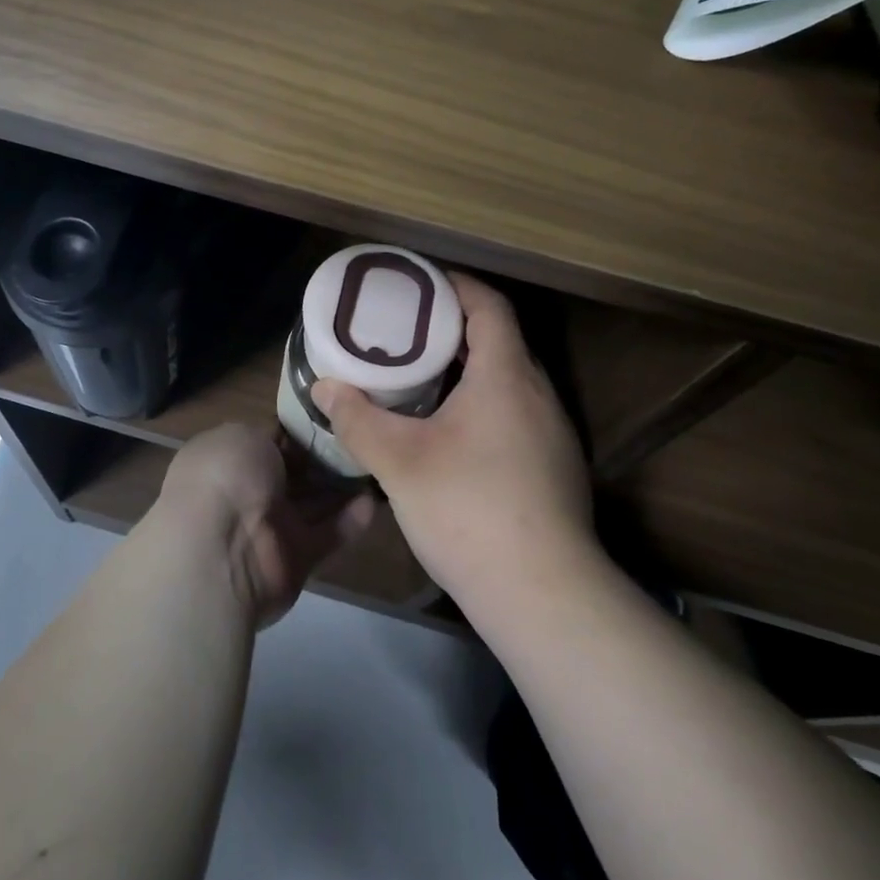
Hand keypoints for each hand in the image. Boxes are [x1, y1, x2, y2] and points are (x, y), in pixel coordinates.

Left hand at [156, 422, 375, 626]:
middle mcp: (249, 491)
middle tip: (366, 434)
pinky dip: (351, 519)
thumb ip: (272, 433)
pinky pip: (329, 533)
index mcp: (230, 457)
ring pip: (315, 500)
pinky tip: (375, 499)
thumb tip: (288, 435)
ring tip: (379, 461)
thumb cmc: (227, 477)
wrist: (221, 551)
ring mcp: (272, 526)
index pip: (272, 438)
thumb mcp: (244, 433)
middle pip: (297, 470)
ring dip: (345, 484)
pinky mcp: (297, 557)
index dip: (302, 426)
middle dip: (328, 454)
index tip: (337, 411)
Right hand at [312, 273, 594, 612]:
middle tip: (407, 333)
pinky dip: (484, 405)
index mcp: (507, 376)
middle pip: (500, 340)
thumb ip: (357, 419)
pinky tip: (452, 436)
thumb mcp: (400, 462)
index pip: (489, 306)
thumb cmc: (469, 510)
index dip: (456, 286)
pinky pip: (517, 413)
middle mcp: (539, 394)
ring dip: (469, 371)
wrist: (544, 595)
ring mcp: (553, 433)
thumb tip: (324, 388)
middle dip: (454, 329)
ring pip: (509, 381)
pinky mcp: (555, 468)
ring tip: (422, 379)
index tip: (420, 284)